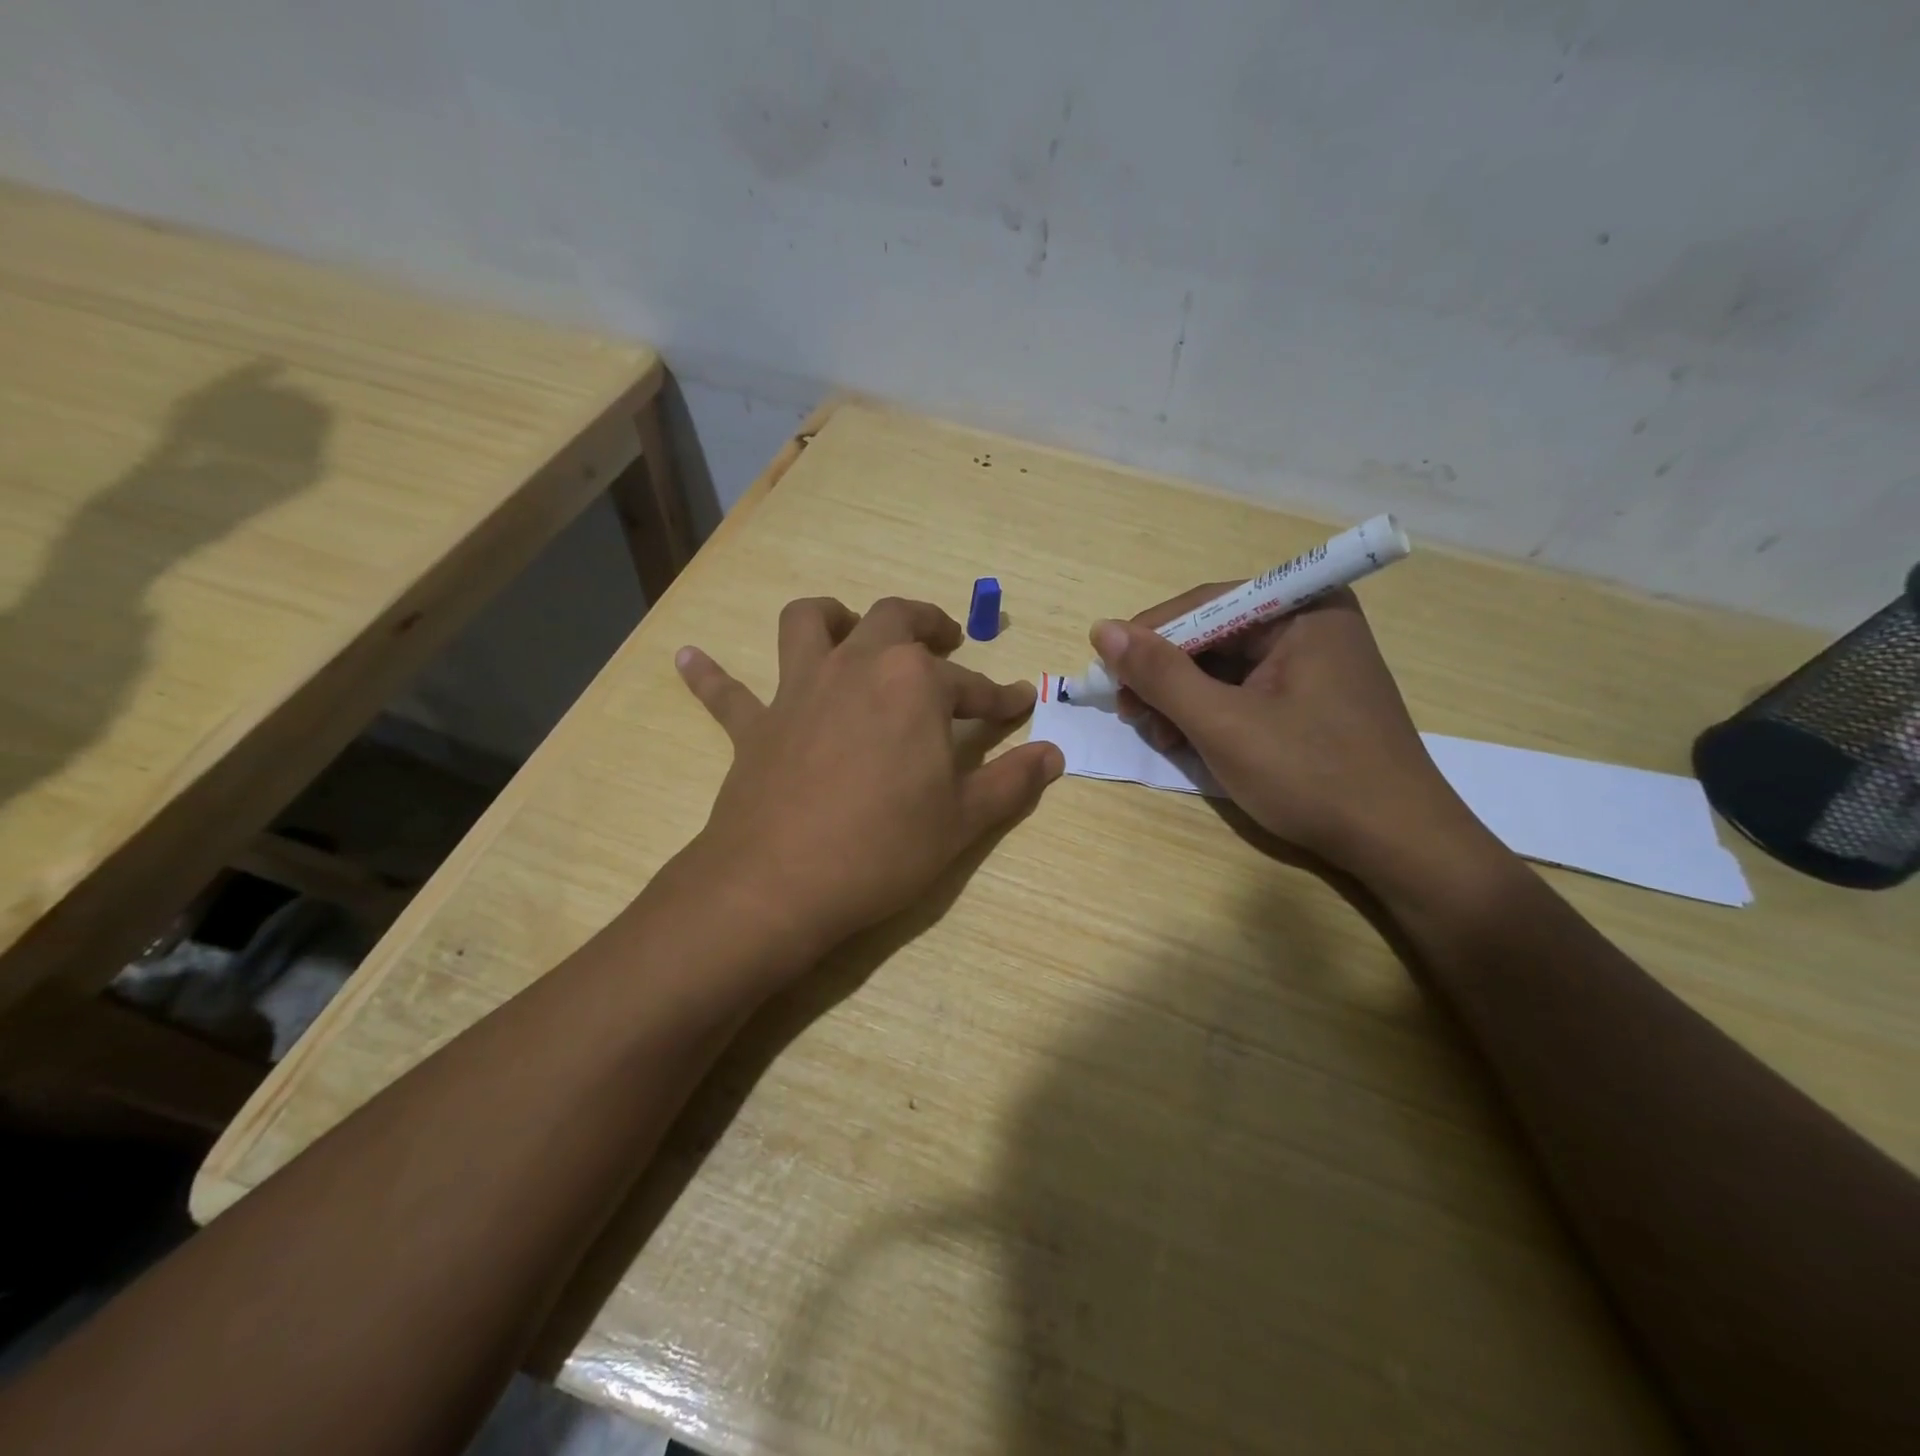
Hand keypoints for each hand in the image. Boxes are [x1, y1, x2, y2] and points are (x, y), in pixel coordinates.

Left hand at [676, 596, 1064, 961]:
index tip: (1020, 704)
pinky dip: (709, 675)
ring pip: (808, 623)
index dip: (1001, 697)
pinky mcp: (754, 725)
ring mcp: (799, 690)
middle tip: (944, 641)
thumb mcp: (962, 821)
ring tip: (848, 627)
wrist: (779, 884)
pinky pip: (726, 693)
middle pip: (894, 619)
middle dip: (927, 624)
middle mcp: (857, 667)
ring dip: (831, 616)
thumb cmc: (883, 848)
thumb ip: (1011, 782)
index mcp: (914, 685)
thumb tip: (1054, 755)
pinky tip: (687, 657)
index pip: (972, 685)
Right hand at [1091, 587, 1481, 879]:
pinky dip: (1209, 713)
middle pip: (1213, 634)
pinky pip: (1244, 691)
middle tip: (1130, 712)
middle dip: (1165, 674)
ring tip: (1156, 735)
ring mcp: (1314, 663)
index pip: (1205, 604)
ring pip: (1223, 666)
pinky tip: (1187, 740)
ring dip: (1181, 698)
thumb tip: (1102, 630)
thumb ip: (1161, 674)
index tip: (1107, 673)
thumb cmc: (1312, 776)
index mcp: (1304, 610)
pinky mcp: (1311, 699)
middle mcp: (1311, 624)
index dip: (1149, 636)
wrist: (1399, 845)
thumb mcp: (1223, 724)